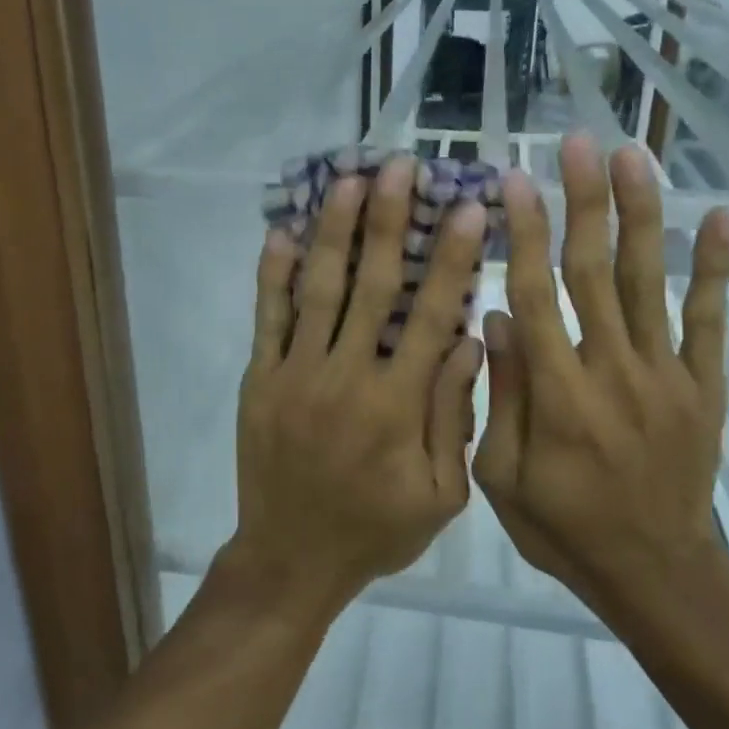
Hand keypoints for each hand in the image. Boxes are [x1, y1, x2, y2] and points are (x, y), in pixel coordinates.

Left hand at [231, 156, 486, 620]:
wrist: (291, 560)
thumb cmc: (375, 530)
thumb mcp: (439, 495)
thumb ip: (452, 417)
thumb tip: (466, 342)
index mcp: (396, 405)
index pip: (430, 317)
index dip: (452, 260)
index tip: (468, 209)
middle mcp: (345, 376)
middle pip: (372, 286)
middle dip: (389, 222)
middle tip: (400, 168)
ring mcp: (295, 373)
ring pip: (318, 290)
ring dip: (334, 232)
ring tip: (348, 182)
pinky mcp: (260, 379)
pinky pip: (266, 318)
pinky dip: (272, 275)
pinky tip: (280, 233)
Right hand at [473, 133, 728, 605]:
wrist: (656, 573)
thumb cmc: (564, 527)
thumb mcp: (501, 478)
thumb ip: (499, 396)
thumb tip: (495, 318)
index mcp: (558, 394)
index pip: (536, 295)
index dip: (524, 234)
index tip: (514, 181)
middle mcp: (613, 370)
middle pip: (593, 271)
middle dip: (583, 201)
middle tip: (576, 143)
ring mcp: (666, 374)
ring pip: (647, 281)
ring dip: (641, 214)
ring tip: (633, 156)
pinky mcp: (704, 386)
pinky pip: (711, 320)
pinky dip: (716, 268)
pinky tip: (723, 217)